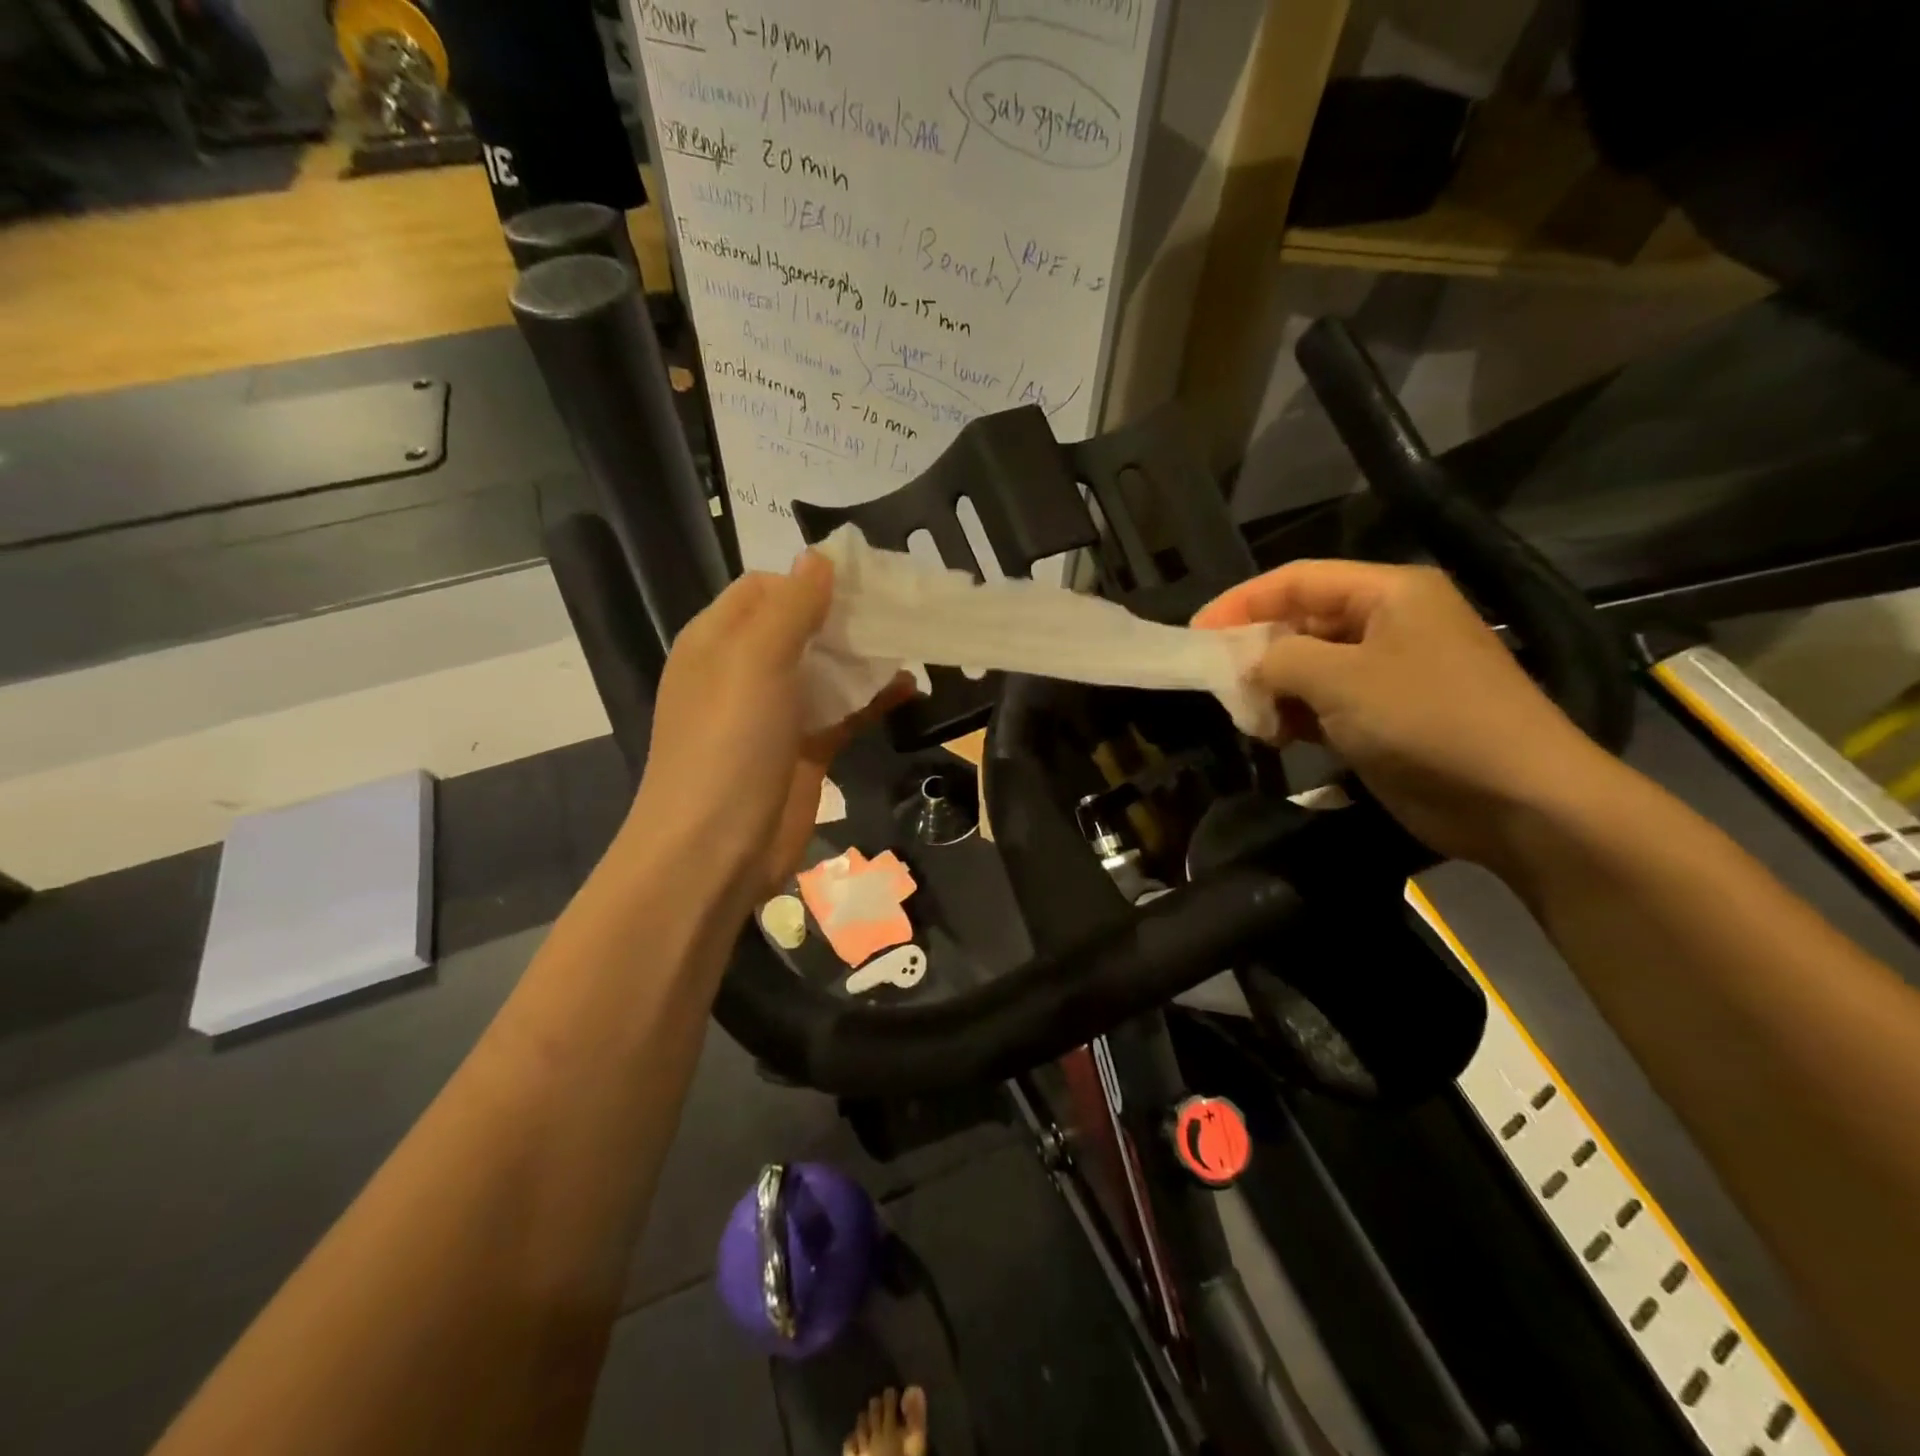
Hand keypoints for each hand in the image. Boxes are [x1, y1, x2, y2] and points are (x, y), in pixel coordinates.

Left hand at [630, 554, 907, 904]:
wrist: (715, 851)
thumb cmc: (729, 743)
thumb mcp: (756, 659)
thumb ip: (791, 606)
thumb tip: (819, 557)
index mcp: (718, 640)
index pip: (767, 588)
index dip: (812, 578)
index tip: (866, 578)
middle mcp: (744, 671)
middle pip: (802, 627)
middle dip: (848, 616)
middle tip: (903, 607)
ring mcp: (775, 714)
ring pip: (826, 670)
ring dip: (865, 657)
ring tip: (914, 641)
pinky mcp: (804, 751)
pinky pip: (842, 713)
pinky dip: (872, 700)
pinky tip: (910, 689)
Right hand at [1194, 560, 1619, 866]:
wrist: (1515, 798)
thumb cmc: (1426, 719)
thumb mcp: (1340, 679)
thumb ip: (1280, 659)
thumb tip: (1250, 667)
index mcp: (1388, 593)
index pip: (1297, 580)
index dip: (1241, 603)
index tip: (1195, 634)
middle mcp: (1388, 623)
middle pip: (1301, 622)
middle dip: (1255, 651)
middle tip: (1216, 682)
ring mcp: (1388, 673)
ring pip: (1308, 667)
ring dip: (1273, 690)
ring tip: (1249, 718)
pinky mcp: (1385, 717)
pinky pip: (1324, 704)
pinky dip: (1295, 717)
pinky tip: (1276, 737)